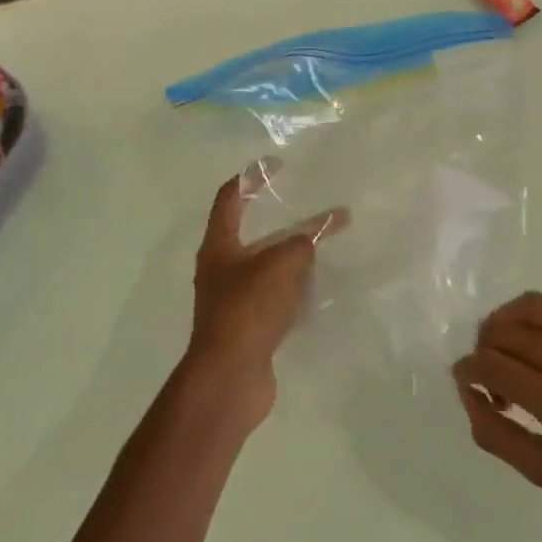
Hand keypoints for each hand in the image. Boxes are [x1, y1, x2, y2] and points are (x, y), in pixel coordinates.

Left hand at [185, 169, 343, 432]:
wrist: (230, 377)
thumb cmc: (248, 310)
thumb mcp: (280, 265)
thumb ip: (302, 243)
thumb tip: (315, 236)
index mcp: (219, 246)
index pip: (229, 198)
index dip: (252, 178)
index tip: (278, 165)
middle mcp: (221, 269)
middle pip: (250, 234)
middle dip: (281, 221)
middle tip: (311, 210)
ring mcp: (232, 300)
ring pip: (265, 268)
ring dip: (290, 257)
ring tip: (322, 248)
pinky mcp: (248, 327)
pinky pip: (274, 298)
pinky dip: (293, 289)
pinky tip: (317, 290)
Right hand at [453, 292, 541, 541]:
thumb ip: (497, 433)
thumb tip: (469, 395)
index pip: (494, 364)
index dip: (467, 370)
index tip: (462, 382)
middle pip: (507, 331)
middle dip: (482, 349)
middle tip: (485, 382)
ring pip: (532, 308)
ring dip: (504, 323)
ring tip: (501, 353)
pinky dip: (530, 327)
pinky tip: (532, 360)